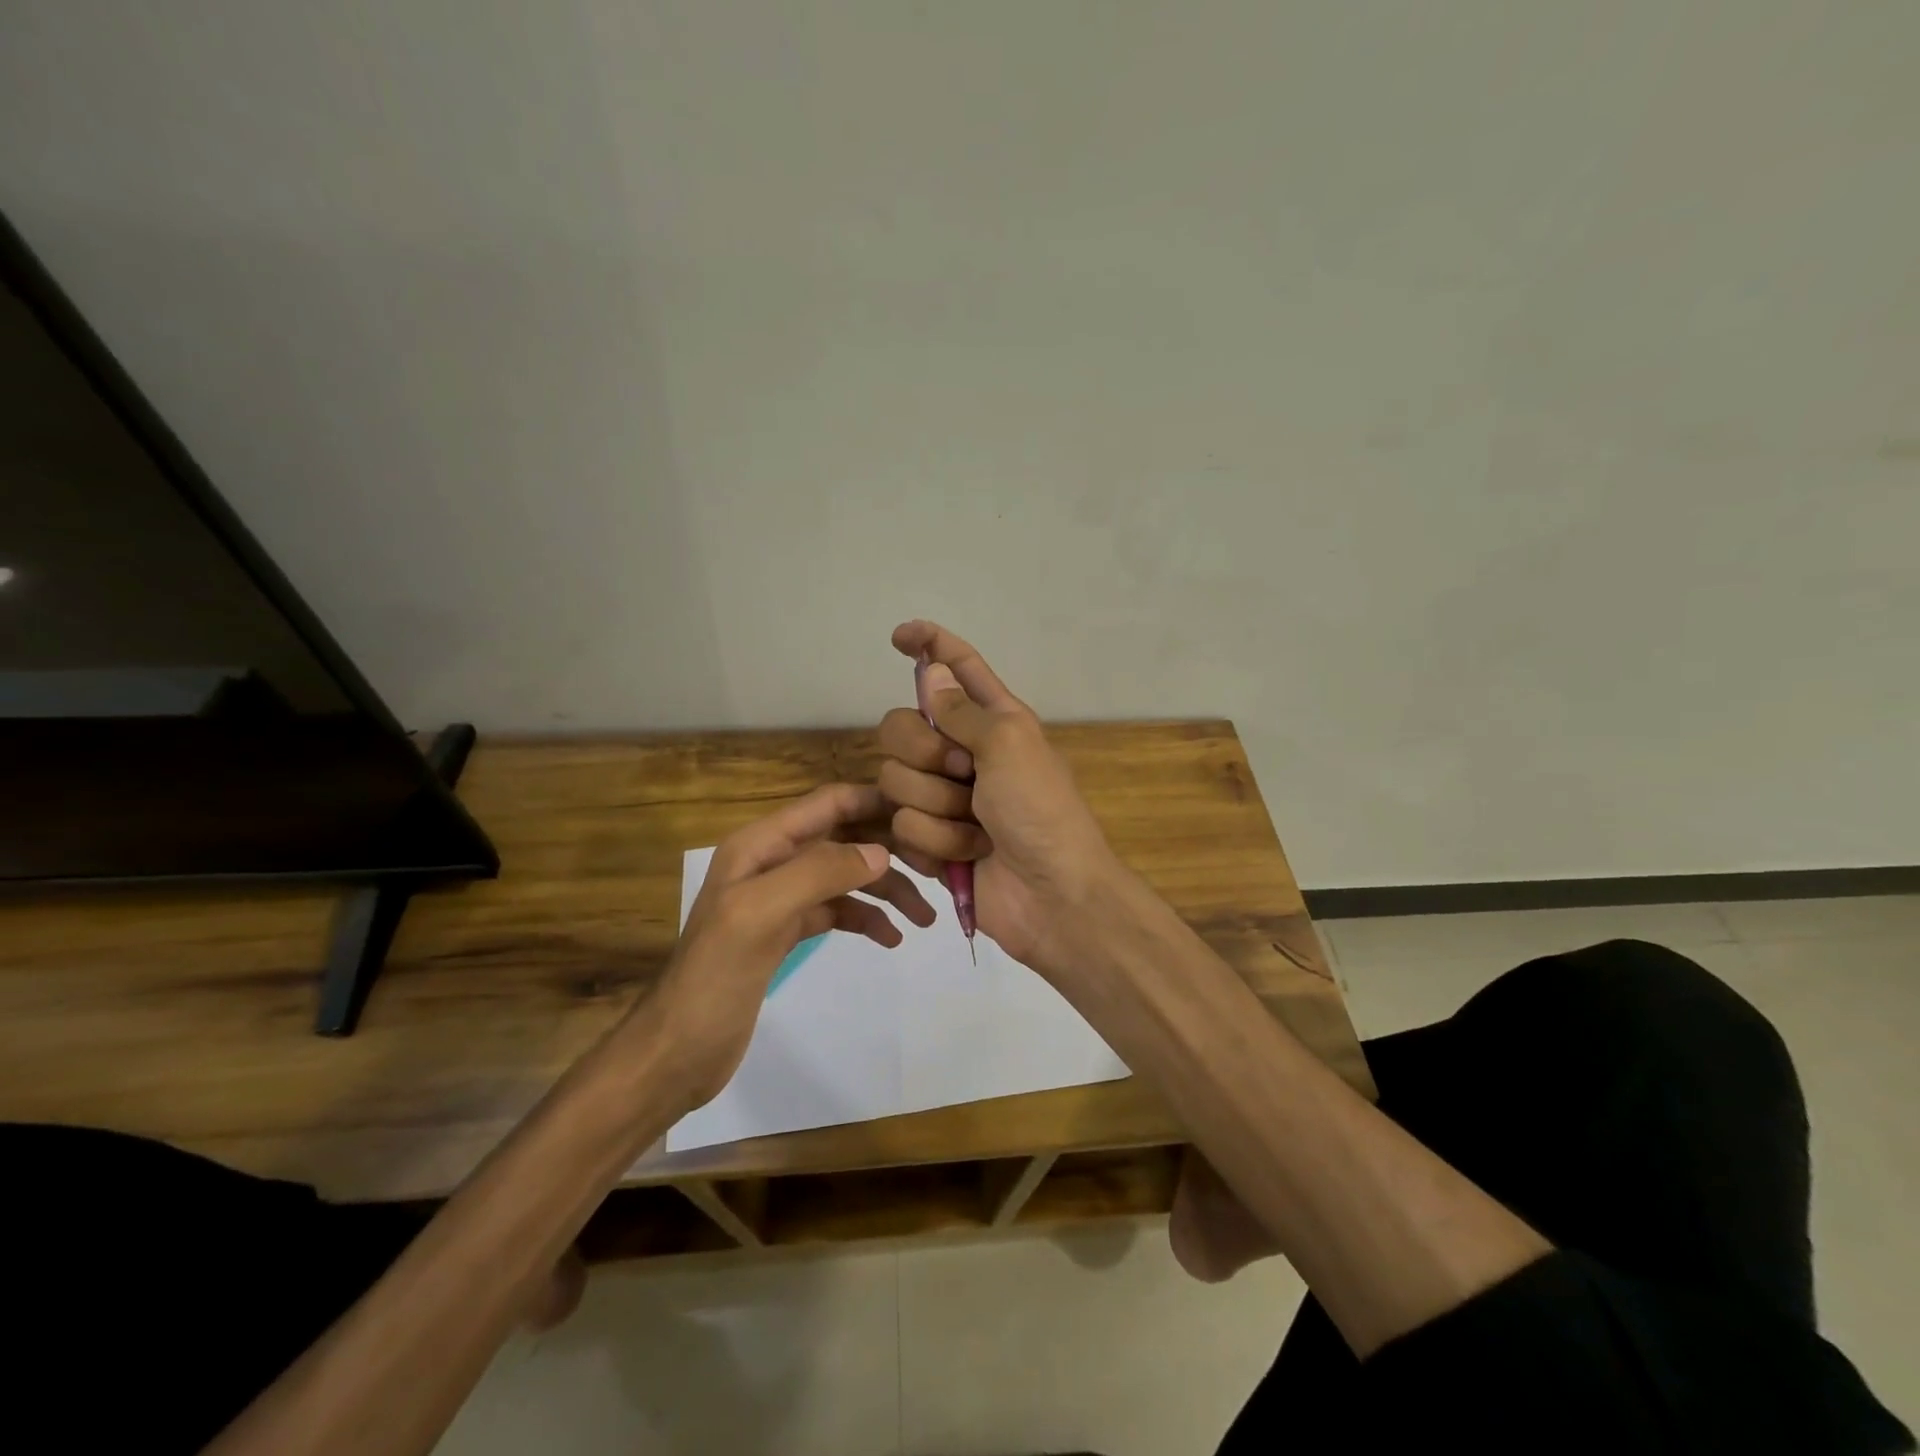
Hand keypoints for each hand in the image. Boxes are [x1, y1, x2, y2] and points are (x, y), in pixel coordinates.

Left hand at [654, 783, 934, 1106]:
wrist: (678, 1051)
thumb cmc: (714, 977)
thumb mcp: (761, 915)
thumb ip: (819, 874)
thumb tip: (881, 852)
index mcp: (761, 845)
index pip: (828, 804)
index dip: (875, 802)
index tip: (925, 814)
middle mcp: (773, 862)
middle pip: (844, 839)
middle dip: (890, 850)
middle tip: (937, 870)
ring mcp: (781, 898)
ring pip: (846, 877)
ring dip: (886, 890)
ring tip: (924, 918)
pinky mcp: (787, 931)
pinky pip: (838, 911)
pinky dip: (866, 918)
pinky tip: (890, 938)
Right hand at [876, 620, 1125, 979]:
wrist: (1051, 896)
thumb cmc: (1041, 811)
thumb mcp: (1009, 745)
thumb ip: (962, 710)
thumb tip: (932, 670)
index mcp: (992, 719)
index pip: (956, 667)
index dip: (929, 645)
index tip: (898, 636)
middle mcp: (962, 752)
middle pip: (901, 726)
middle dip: (924, 752)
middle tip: (963, 773)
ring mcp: (942, 797)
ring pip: (895, 781)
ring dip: (938, 808)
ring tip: (977, 827)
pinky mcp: (929, 840)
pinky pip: (901, 827)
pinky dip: (937, 843)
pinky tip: (968, 855)